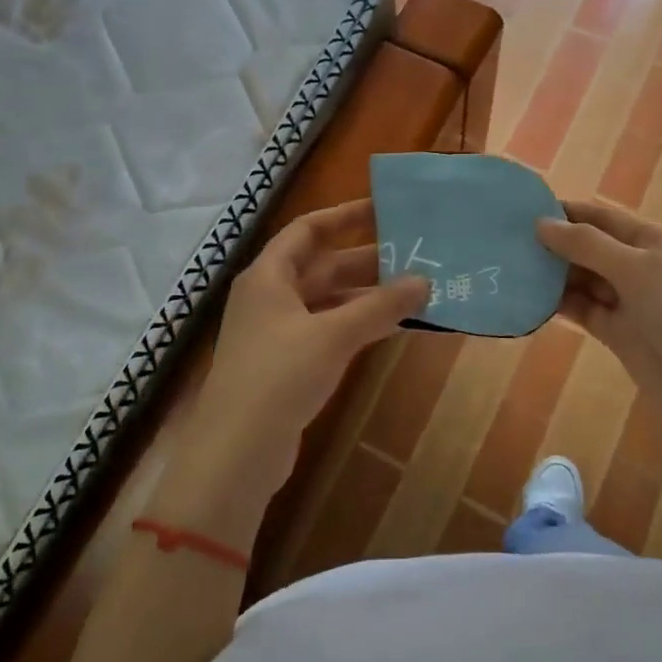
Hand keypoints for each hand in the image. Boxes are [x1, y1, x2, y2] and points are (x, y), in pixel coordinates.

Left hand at [158, 199, 426, 532]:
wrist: (236, 452)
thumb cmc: (279, 376)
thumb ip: (379, 306)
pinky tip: (391, 329)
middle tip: (413, 255)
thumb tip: (424, 281)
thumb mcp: (333, 335)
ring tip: (413, 291)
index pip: (307, 230)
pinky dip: (357, 326)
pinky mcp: (287, 365)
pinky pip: (328, 331)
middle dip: (366, 260)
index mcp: (268, 276)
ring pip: (328, 301)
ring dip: (366, 296)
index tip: (383, 209)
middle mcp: (270, 297)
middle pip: (321, 266)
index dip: (344, 216)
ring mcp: (277, 332)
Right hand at [536, 200, 661, 546]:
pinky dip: (558, 302)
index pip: (602, 217)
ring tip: (509, 265)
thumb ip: (586, 245)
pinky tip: (527, 296)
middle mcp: (640, 265)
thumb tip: (540, 224)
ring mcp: (628, 300)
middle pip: (590, 247)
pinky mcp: (616, 332)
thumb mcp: (636, 267)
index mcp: (653, 241)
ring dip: (552, 273)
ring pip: (583, 279)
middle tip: (506, 240)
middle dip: (554, 243)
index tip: (523, 209)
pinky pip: (582, 309)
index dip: (567, 212)